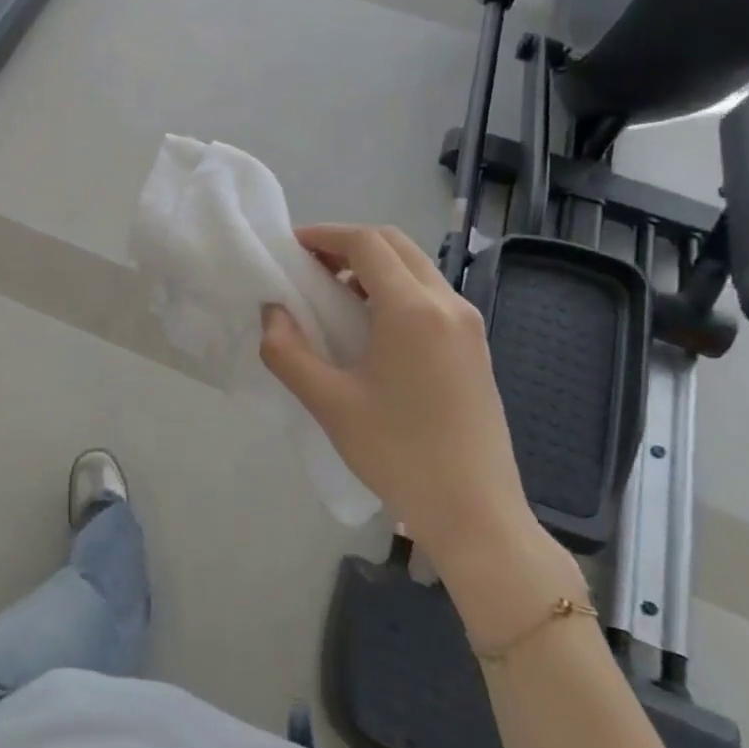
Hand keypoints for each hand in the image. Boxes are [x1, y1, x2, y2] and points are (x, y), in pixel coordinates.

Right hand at [259, 224, 535, 569]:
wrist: (476, 513)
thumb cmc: (397, 453)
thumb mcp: (328, 403)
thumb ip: (287, 351)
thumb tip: (272, 312)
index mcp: (413, 310)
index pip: (367, 243)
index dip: (325, 235)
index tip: (290, 247)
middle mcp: (448, 304)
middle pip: (395, 245)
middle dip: (348, 244)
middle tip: (308, 266)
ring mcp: (469, 325)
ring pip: (416, 268)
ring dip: (373, 266)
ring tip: (333, 295)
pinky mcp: (476, 347)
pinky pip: (430, 295)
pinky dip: (395, 289)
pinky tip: (370, 326)